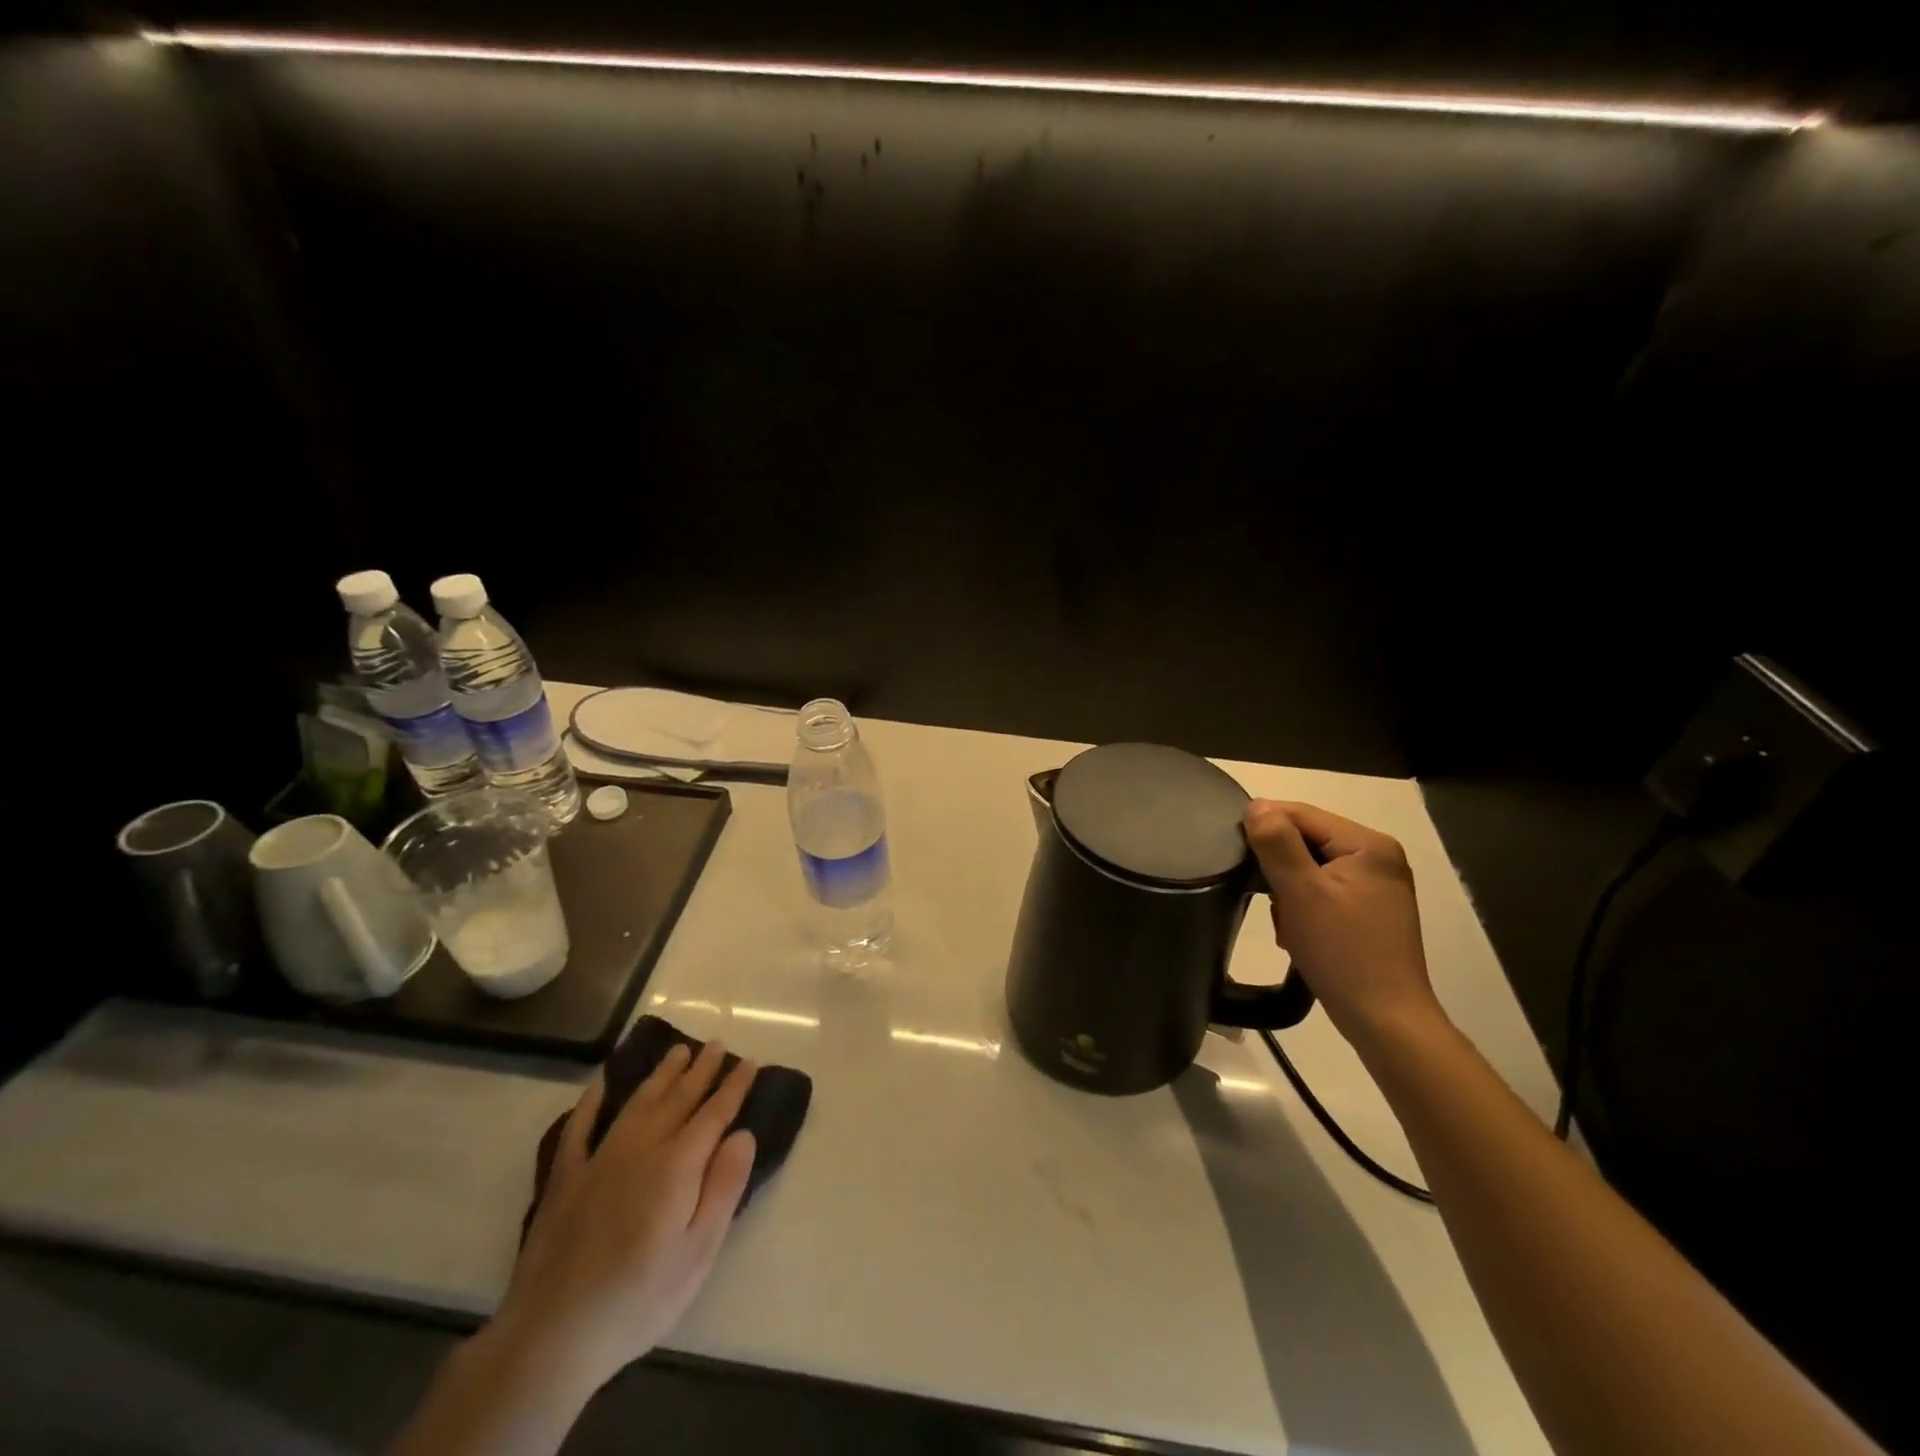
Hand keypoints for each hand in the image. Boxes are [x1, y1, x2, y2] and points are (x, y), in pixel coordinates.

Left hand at [492, 1040, 758, 1393]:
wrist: (551, 1338)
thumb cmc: (638, 1300)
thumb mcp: (698, 1253)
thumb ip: (723, 1188)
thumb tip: (742, 1134)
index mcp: (676, 1165)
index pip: (714, 1114)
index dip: (734, 1086)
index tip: (750, 1061)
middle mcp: (640, 1148)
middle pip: (678, 1099)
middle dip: (701, 1070)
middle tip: (716, 1043)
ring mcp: (598, 1160)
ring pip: (637, 1103)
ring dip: (661, 1075)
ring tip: (678, 1051)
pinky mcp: (565, 1179)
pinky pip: (580, 1127)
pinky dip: (592, 1101)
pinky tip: (601, 1084)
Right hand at [1243, 800, 1442, 1044]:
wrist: (1385, 1020)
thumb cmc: (1342, 952)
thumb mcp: (1301, 893)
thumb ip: (1277, 843)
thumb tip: (1256, 806)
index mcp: (1368, 844)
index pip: (1302, 814)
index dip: (1264, 826)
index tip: (1233, 852)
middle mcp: (1378, 856)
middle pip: (1307, 839)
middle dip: (1278, 866)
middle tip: (1264, 898)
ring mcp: (1377, 884)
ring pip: (1311, 866)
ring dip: (1288, 890)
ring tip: (1285, 922)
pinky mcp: (1371, 910)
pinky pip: (1324, 889)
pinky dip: (1304, 905)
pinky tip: (1299, 932)